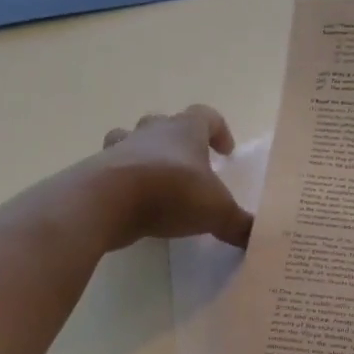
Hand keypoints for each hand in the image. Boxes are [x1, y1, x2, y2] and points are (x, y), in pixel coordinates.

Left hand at [93, 105, 254, 250]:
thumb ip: (238, 224)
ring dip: (143, 155)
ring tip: (154, 181)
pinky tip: (132, 206)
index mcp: (185, 131)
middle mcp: (151, 132)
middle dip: (177, 141)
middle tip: (188, 166)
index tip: (226, 152)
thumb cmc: (171, 192)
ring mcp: (119, 150)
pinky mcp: (95, 172)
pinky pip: (111, 170)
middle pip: (164, 123)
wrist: (106, 201)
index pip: (206, 116)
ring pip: (130, 140)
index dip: (219, 131)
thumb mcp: (216, 212)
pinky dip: (122, 182)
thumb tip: (258, 238)